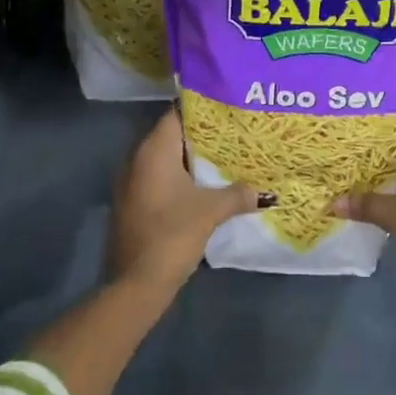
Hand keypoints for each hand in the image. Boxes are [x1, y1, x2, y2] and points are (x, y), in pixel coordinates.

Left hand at [107, 108, 257, 296]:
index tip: (226, 110)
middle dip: (200, 136)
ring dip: (190, 160)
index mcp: (153, 151)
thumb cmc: (173, 234)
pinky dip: (178, 178)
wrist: (136, 284)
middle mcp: (137, 159)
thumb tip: (264, 193)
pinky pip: (158, 179)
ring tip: (223, 159)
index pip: (176, 114)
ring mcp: (131, 182)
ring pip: (165, 159)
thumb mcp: (211, 211)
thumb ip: (238, 194)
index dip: (201, 110)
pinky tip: (202, 187)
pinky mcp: (132, 203)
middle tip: (232, 133)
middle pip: (172, 136)